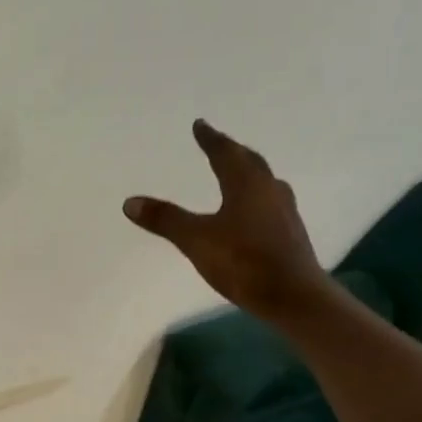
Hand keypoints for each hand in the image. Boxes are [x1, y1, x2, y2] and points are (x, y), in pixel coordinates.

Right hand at [124, 120, 328, 318]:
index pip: (225, 153)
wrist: (292, 296)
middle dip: (232, 151)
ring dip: (249, 173)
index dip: (210, 139)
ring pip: (264, 182)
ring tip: (237, 172)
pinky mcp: (290, 233)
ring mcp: (284, 212)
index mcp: (246, 184)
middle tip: (218, 144)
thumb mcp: (196, 240)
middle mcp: (269, 190)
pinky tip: (252, 210)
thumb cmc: (243, 261)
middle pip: (250, 162)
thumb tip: (130, 201)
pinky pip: (270, 203)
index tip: (200, 125)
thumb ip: (165, 219)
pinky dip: (256, 197)